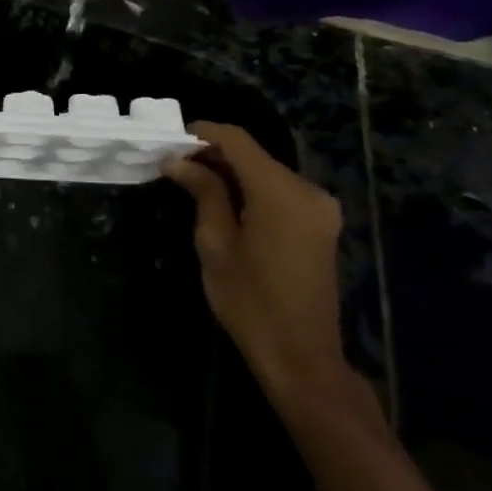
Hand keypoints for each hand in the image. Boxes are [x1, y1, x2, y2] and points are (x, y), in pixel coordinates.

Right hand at [162, 123, 346, 403]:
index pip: (237, 141)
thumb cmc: (250, 302)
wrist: (302, 358)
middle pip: (254, 155)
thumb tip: (179, 161)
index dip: (203, 133)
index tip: (171, 139)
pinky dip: (251, 189)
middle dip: (214, 154)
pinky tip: (224, 201)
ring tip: (193, 182)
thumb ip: (203, 193)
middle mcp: (307, 190)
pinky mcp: (321, 225)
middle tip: (175, 164)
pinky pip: (280, 192)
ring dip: (232, 172)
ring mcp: (319, 208)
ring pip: (267, 172)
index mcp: (280, 192)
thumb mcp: (216, 244)